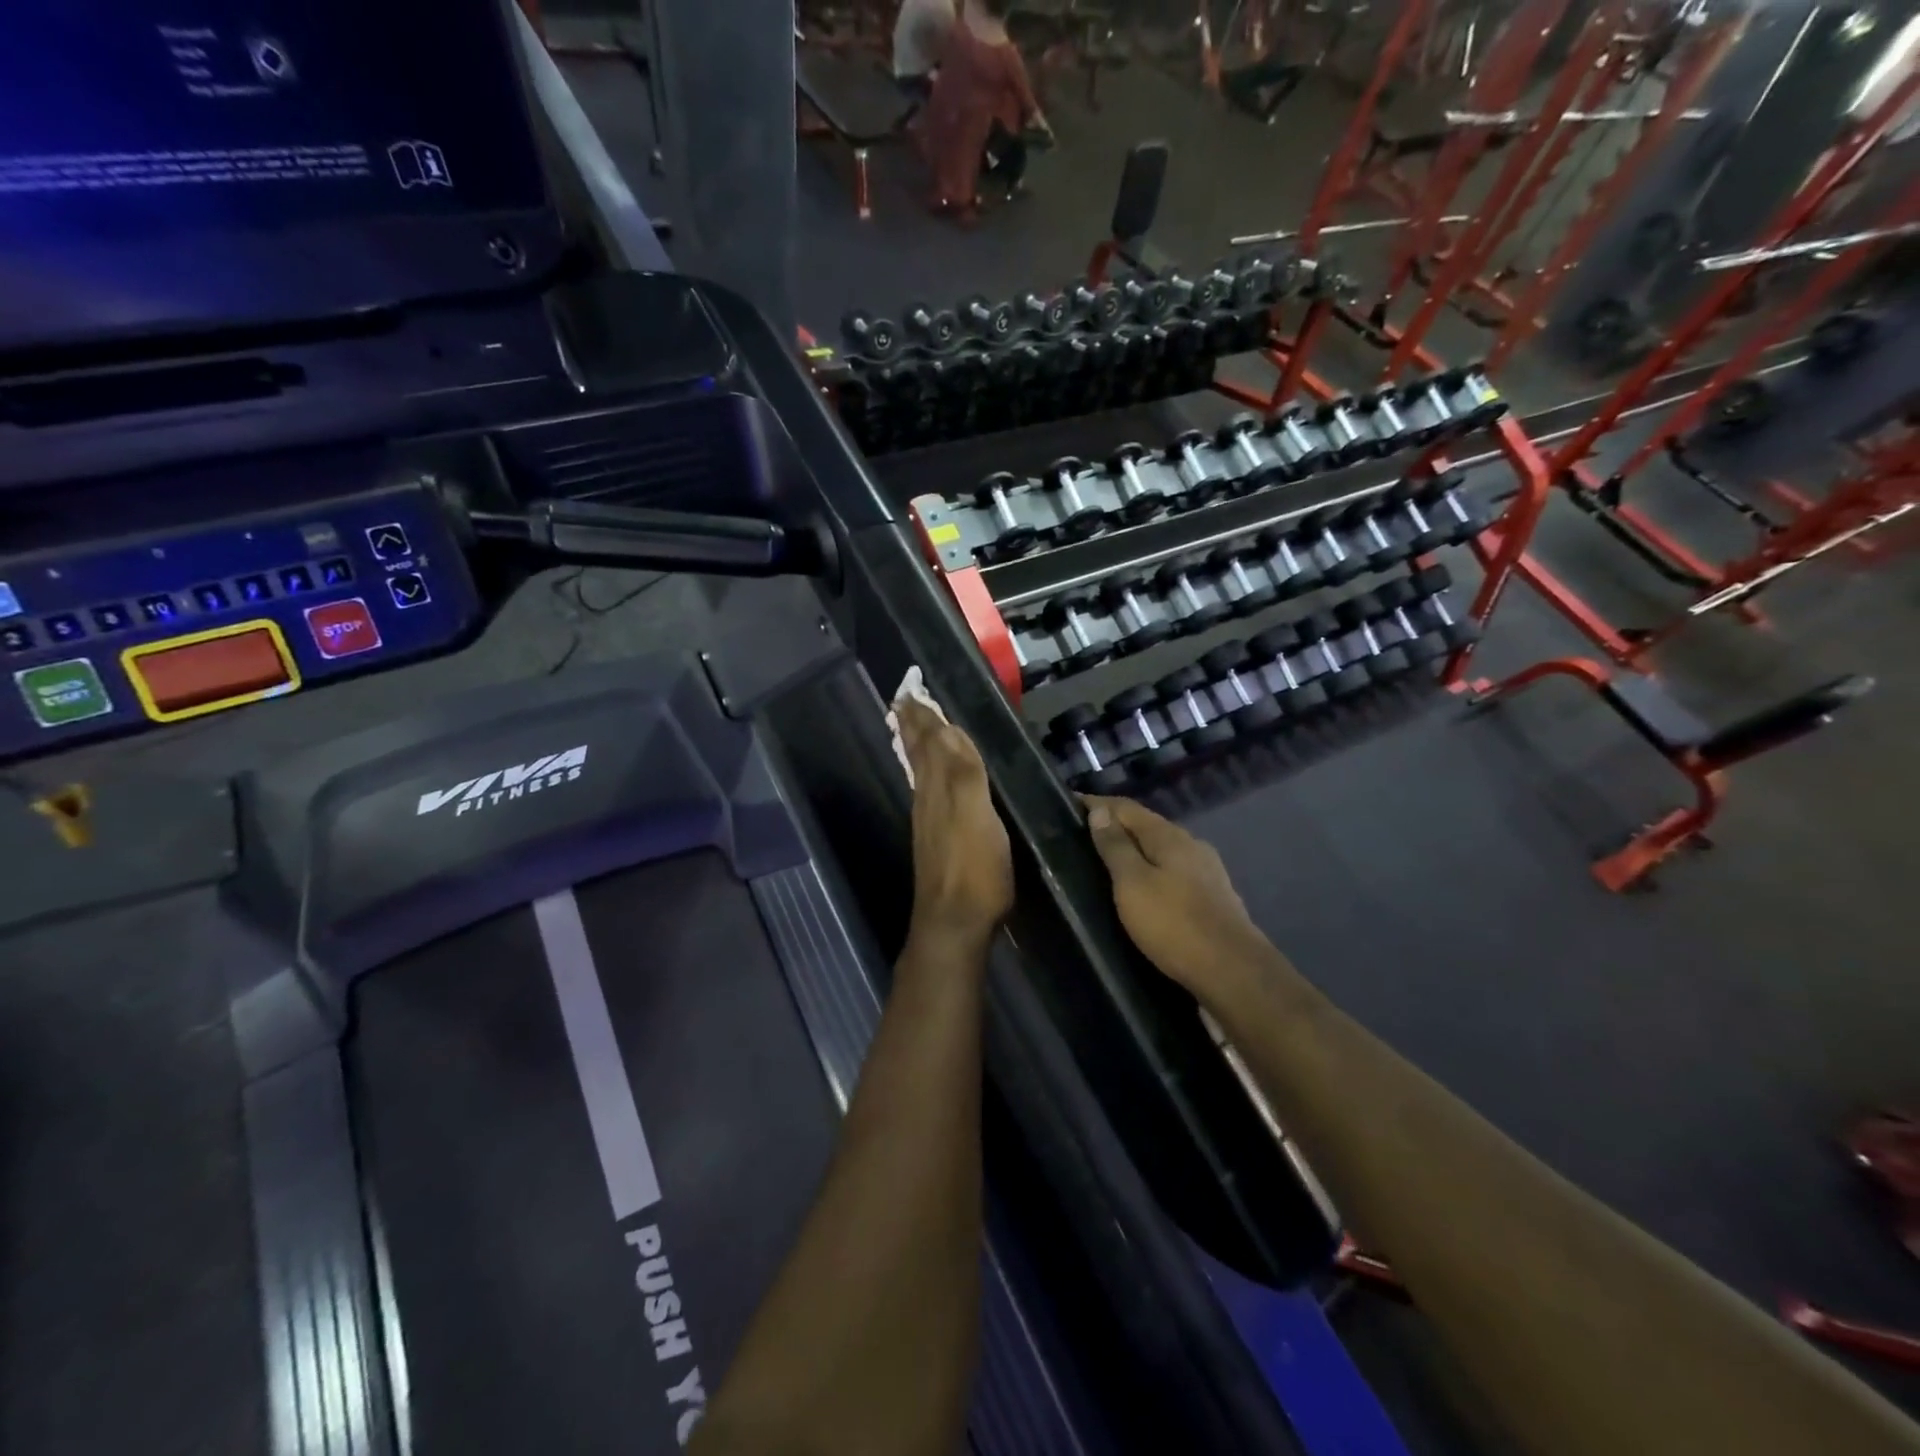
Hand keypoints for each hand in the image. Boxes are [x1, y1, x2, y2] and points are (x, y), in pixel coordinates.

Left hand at [897, 700, 1013, 944]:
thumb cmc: (974, 869)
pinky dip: (924, 771)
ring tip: (912, 726)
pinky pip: (926, 791)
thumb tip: (948, 728)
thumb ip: (964, 773)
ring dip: (917, 745)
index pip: (929, 741)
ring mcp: (928, 820)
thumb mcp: (977, 816)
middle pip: (919, 753)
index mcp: (938, 788)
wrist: (953, 923)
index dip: (923, 716)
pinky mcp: (935, 840)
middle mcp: (927, 798)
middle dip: (914, 725)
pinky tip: (927, 777)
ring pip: (920, 771)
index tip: (910, 689)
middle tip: (905, 699)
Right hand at [1083, 796, 1276, 1004]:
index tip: (1067, 804)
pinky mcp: (1213, 896)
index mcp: (1169, 836)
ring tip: (1105, 862)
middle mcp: (1191, 844)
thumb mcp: (1133, 883)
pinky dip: (1150, 870)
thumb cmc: (1174, 924)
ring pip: (1161, 850)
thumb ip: (1115, 846)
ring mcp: (1206, 870)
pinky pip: (1172, 871)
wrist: (1233, 971)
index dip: (1097, 804)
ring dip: (1134, 850)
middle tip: (1080, 836)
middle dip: (1115, 826)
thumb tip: (1100, 811)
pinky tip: (1141, 887)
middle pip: (1146, 826)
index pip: (1126, 807)